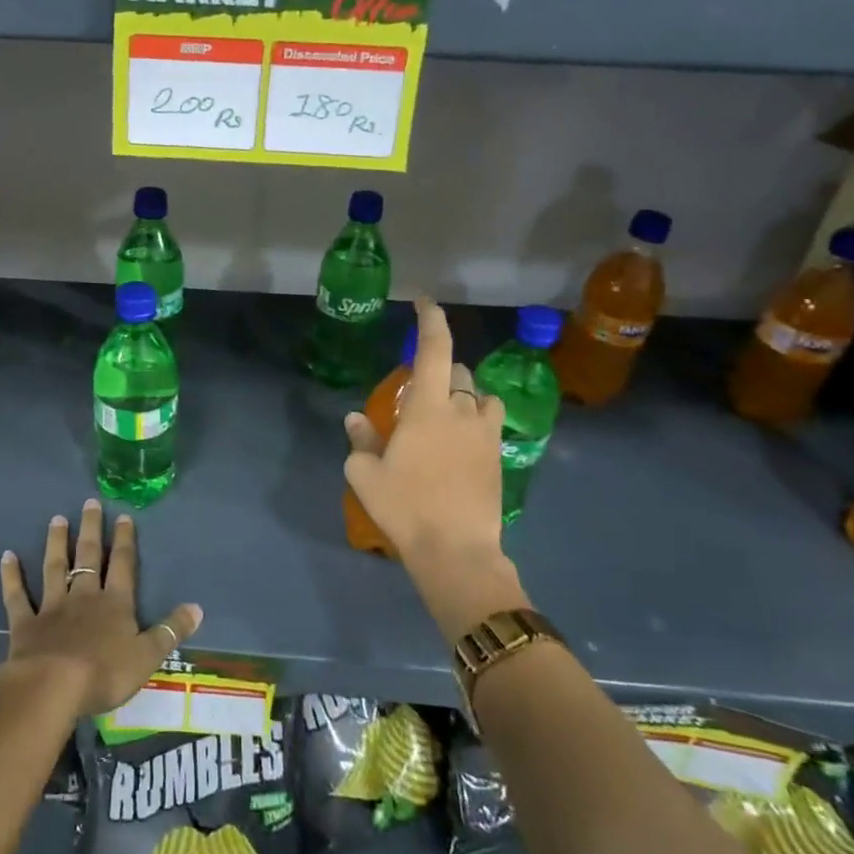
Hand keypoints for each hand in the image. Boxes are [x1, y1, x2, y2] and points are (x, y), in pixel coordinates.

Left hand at [0, 501, 201, 718]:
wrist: (52, 686)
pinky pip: (17, 595)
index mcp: (115, 603)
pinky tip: (7, 556)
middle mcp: (84, 597)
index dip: (125, 540)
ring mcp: (52, 607)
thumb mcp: (147, 656)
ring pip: (55, 567)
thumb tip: (198, 606)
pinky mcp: (25, 623)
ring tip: (57, 519)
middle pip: (89, 557)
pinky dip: (12, 576)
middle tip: (89, 503)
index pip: (123, 565)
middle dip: (91, 529)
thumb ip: (170, 630)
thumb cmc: (104, 673)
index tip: (123, 516)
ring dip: (57, 543)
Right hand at [345, 298, 528, 642]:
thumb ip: (360, 439)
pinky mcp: (497, 457)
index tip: (425, 303)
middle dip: (440, 371)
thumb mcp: (365, 474)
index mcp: (428, 407)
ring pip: (478, 396)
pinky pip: (489, 423)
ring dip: (462, 395)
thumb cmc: (404, 506)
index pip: (435, 350)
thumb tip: (355, 417)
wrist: (456, 550)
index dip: (431, 321)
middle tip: (417, 393)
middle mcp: (462, 411)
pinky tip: (459, 443)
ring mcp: (485, 435)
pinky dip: (475, 420)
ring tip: (444, 416)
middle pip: (458, 371)